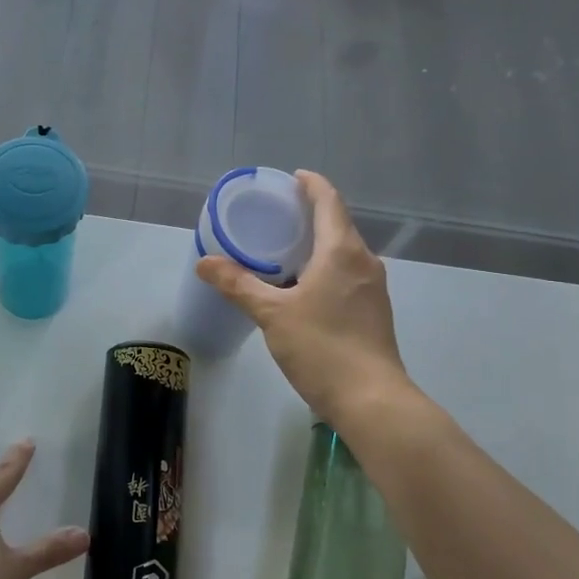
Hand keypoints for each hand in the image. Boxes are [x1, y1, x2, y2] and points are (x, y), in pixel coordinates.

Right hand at [197, 171, 413, 430]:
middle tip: (276, 215)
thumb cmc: (322, 347)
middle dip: (310, 214)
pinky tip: (303, 286)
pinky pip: (347, 274)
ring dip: (317, 244)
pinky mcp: (374, 311)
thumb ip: (238, 284)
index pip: (329, 201)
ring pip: (343, 252)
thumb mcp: (272, 313)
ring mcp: (374, 288)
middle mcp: (364, 261)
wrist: (371, 400)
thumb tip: (204, 261)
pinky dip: (325, 268)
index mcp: (342, 251)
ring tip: (284, 249)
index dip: (311, 184)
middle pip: (338, 224)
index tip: (292, 178)